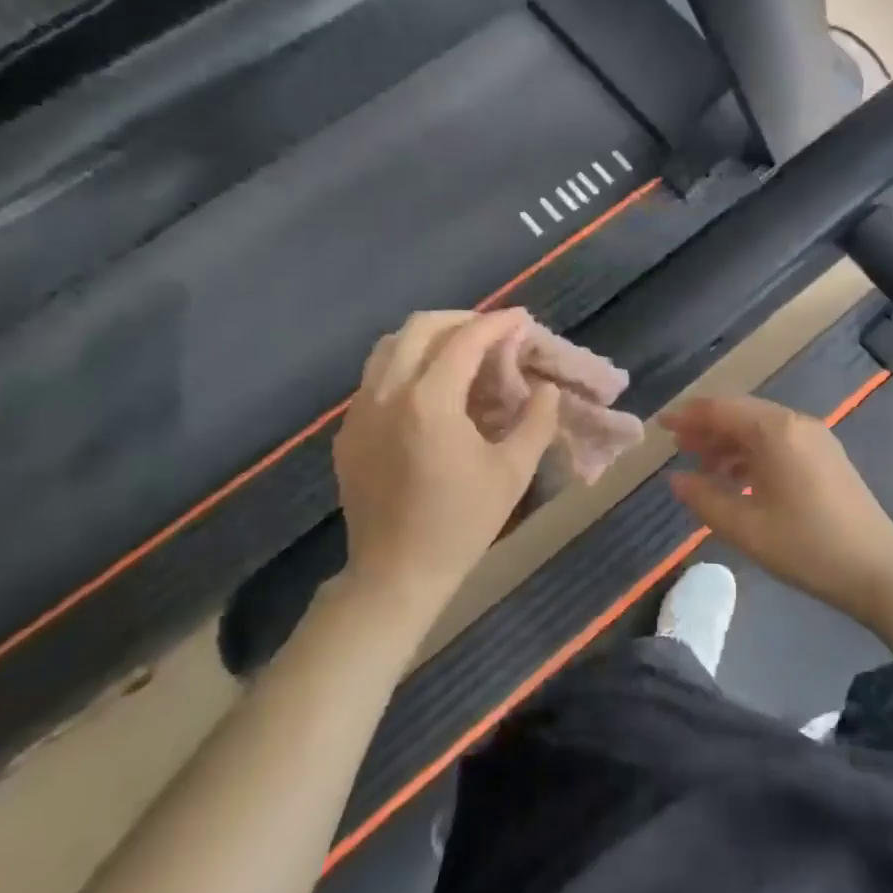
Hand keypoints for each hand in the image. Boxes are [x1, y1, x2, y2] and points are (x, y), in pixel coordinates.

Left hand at [334, 310, 559, 613]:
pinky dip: (406, 366)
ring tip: (461, 352)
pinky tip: (431, 391)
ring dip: (428, 338)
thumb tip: (544, 387)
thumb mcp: (513, 471)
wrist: (396, 573)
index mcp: (429, 401)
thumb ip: (536, 420)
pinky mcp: (348, 431)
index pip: (465, 341)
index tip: (522, 319)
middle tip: (493, 332)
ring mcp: (360, 411)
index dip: (498, 323)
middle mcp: (387, 394)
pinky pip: (376, 378)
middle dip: (461, 320)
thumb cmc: (461, 523)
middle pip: (420, 328)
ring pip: (389, 347)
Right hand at [660, 395, 892, 620]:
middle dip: (708, 428)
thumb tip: (676, 479)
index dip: (688, 416)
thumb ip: (704, 498)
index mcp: (776, 431)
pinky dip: (753, 454)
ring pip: (761, 429)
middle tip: (678, 446)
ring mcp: (816, 438)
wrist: (878, 569)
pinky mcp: (827, 456)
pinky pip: (780, 442)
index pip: (722, 410)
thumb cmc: (806, 546)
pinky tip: (738, 479)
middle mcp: (797, 423)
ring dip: (730, 442)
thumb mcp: (745, 527)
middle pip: (742, 414)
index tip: (661, 425)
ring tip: (703, 466)